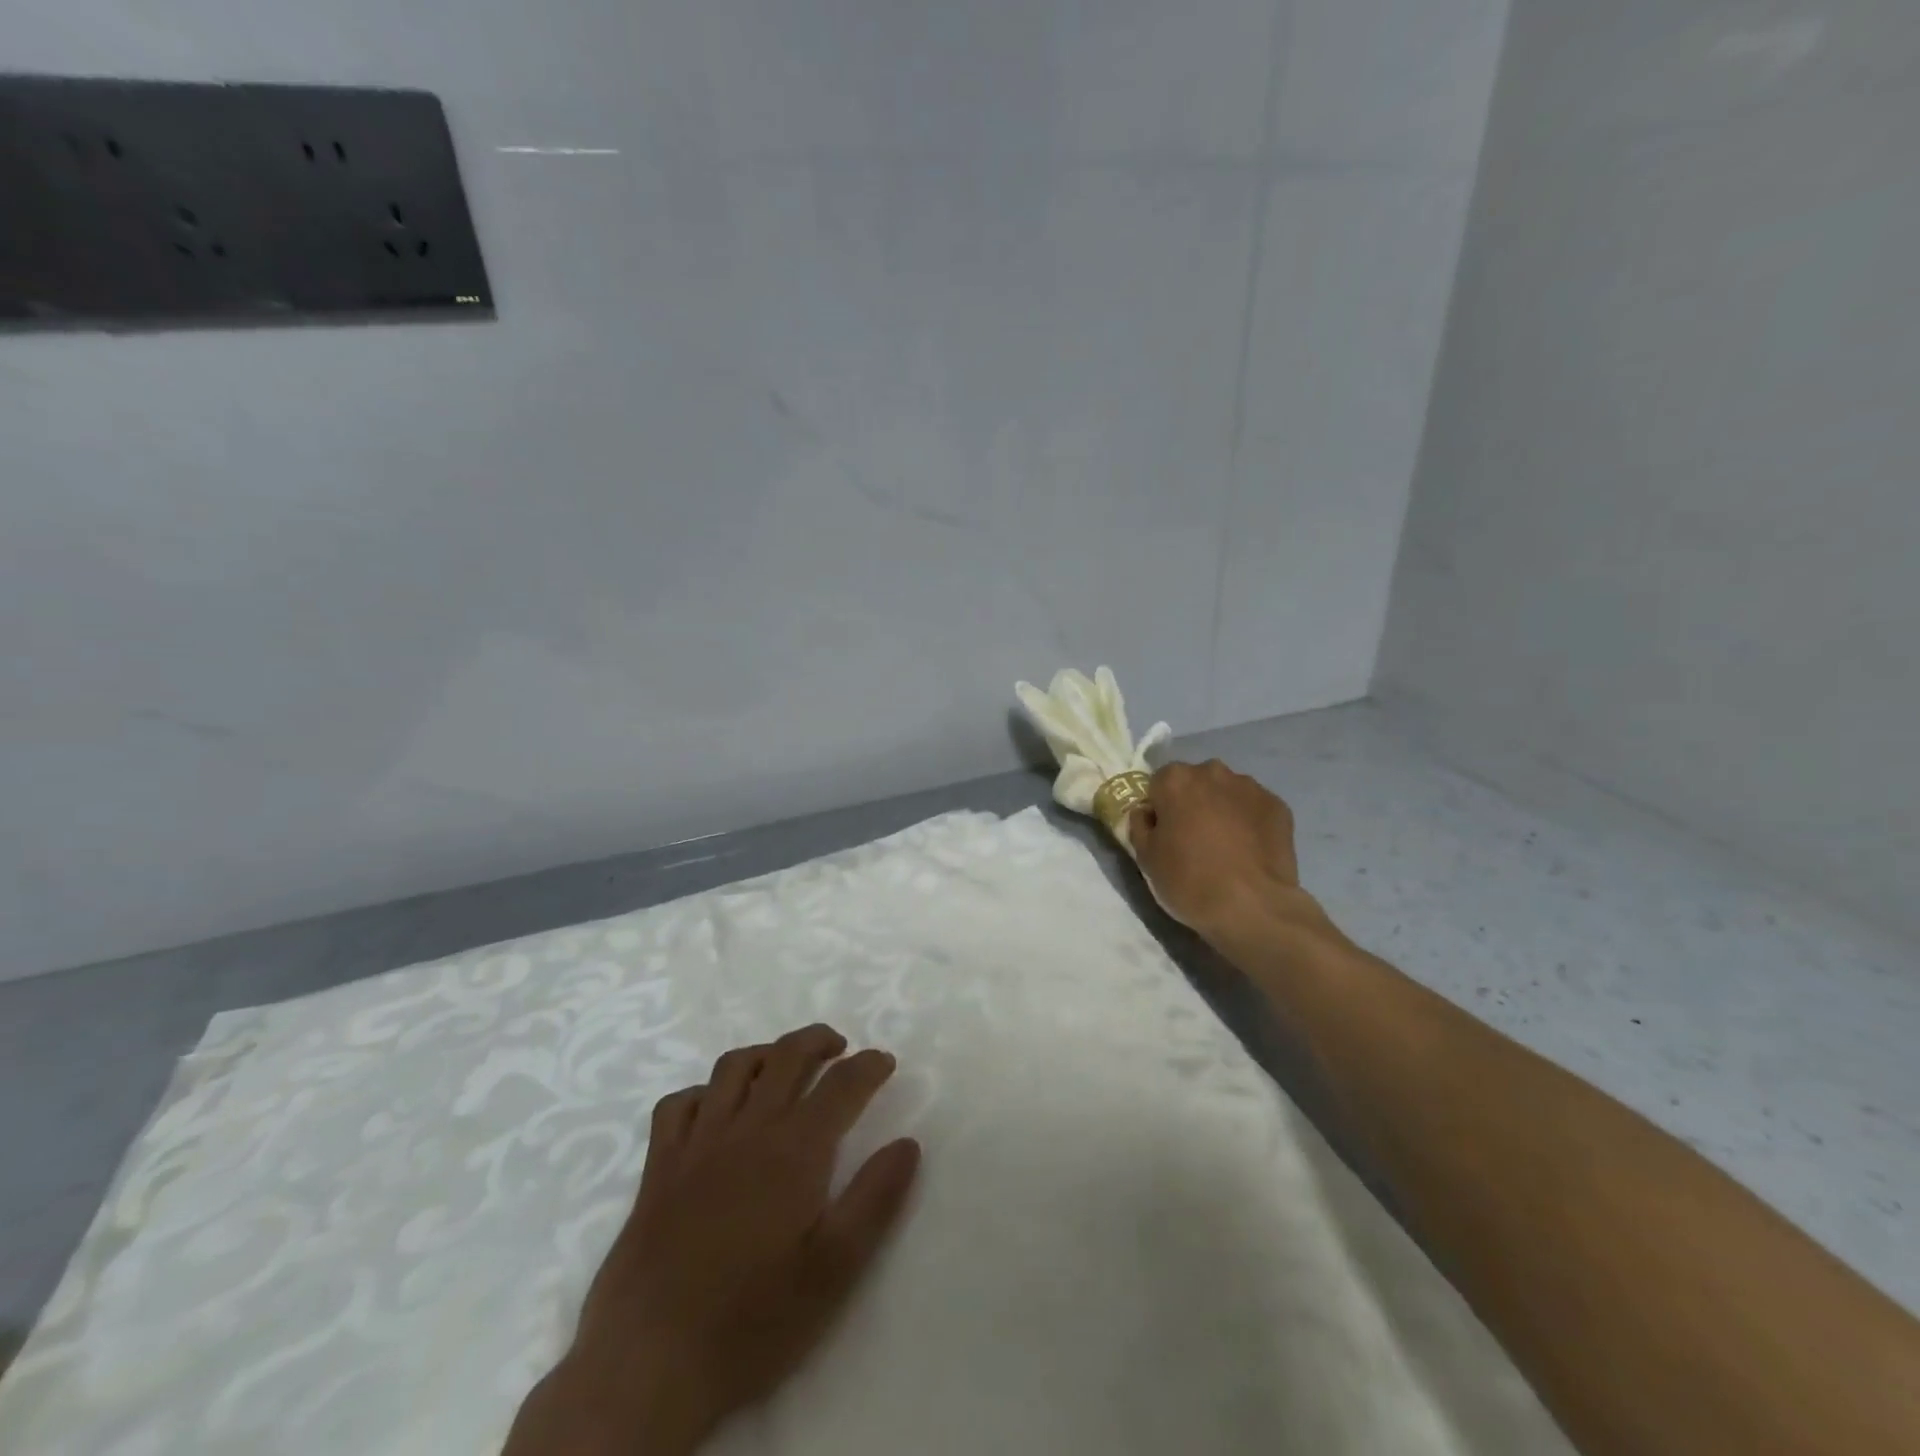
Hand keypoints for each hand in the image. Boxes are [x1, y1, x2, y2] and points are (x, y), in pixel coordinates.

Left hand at [503, 1025, 920, 1455]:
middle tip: (840, 1048)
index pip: (841, 1085)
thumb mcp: (834, 1270)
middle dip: (818, 1040)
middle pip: (787, 1056)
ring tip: (784, 1065)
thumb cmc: (752, 1320)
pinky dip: (702, 1092)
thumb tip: (908, 1143)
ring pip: (733, 1067)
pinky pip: (678, 1104)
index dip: (869, 1066)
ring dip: (766, 1053)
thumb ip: (875, 1200)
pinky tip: (715, 1108)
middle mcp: (748, 1128)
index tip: (886, 1062)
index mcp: (795, 1149)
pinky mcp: (658, 1166)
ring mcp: (697, 1142)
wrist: (648, 1364)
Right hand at [1128, 760, 1317, 941]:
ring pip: (1226, 793)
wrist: (1252, 907)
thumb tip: (1148, 814)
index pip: (1159, 783)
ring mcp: (1250, 787)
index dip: (1160, 808)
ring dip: (1222, 810)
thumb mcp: (1145, 857)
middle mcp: (1213, 772)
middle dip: (1192, 803)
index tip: (1165, 833)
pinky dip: (1249, 822)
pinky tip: (1249, 851)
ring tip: (1226, 847)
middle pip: (1195, 782)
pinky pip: (1254, 808)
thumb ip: (1140, 825)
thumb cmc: (1189, 880)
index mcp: (1175, 780)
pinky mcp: (1278, 805)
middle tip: (1194, 839)